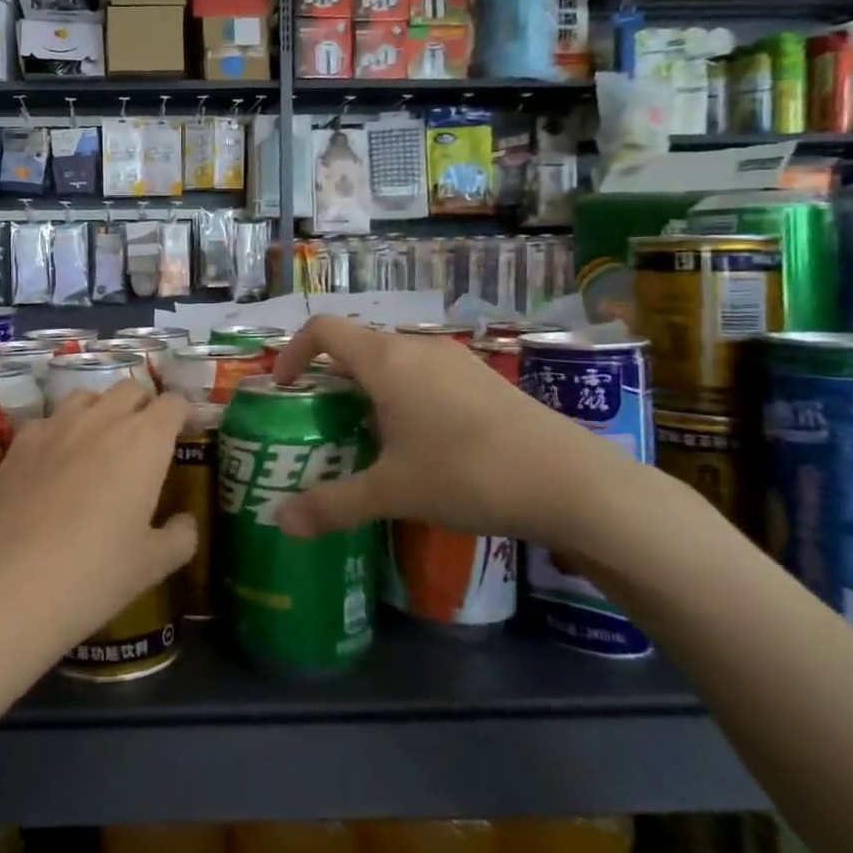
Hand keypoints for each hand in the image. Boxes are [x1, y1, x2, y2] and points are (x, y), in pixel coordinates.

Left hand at [0, 382, 194, 666]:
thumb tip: (185, 522)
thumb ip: (179, 537)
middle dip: (144, 407)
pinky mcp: (18, 443)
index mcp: (144, 441)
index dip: (183, 415)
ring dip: (102, 410)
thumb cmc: (92, 575)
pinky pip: (48, 420)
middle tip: (147, 442)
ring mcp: (54, 426)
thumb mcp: (151, 566)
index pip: (172, 404)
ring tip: (101, 444)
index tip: (186, 434)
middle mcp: (101, 419)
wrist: (3, 587)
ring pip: (87, 396)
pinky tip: (54, 463)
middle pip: (130, 390)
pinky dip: (61, 430)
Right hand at [269, 317, 621, 548]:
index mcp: (386, 361)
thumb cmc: (467, 473)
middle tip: (321, 424)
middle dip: (331, 380)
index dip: (294, 352)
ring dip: (369, 390)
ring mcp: (457, 361)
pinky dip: (405, 396)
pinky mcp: (484, 380)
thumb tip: (280, 522)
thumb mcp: (392, 493)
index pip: (323, 330)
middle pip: (357, 347)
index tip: (285, 388)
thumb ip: (331, 505)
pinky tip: (422, 445)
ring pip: (394, 362)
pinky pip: (426, 376)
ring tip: (367, 438)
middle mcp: (418, 348)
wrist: (572, 482)